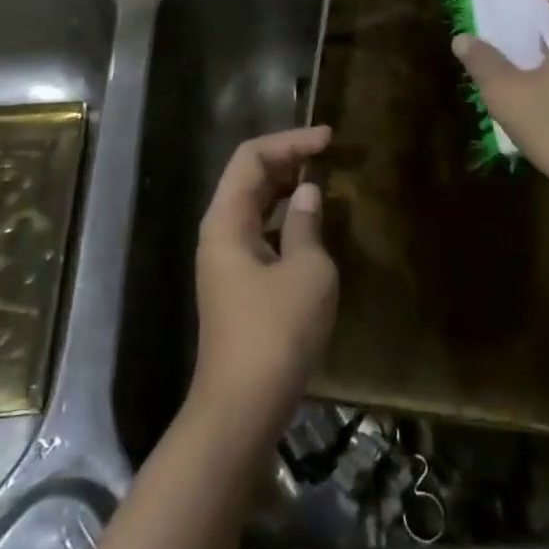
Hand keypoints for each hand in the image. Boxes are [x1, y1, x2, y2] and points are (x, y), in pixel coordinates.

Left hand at [190, 126, 337, 448]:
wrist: (241, 408)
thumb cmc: (276, 333)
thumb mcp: (307, 273)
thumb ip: (308, 225)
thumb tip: (308, 193)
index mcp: (226, 219)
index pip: (252, 156)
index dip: (290, 141)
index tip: (328, 139)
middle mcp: (219, 231)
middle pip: (249, 177)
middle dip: (288, 159)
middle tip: (329, 154)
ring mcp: (226, 259)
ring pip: (255, 205)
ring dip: (287, 188)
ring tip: (324, 179)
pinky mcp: (238, 283)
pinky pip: (260, 232)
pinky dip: (285, 218)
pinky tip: (312, 225)